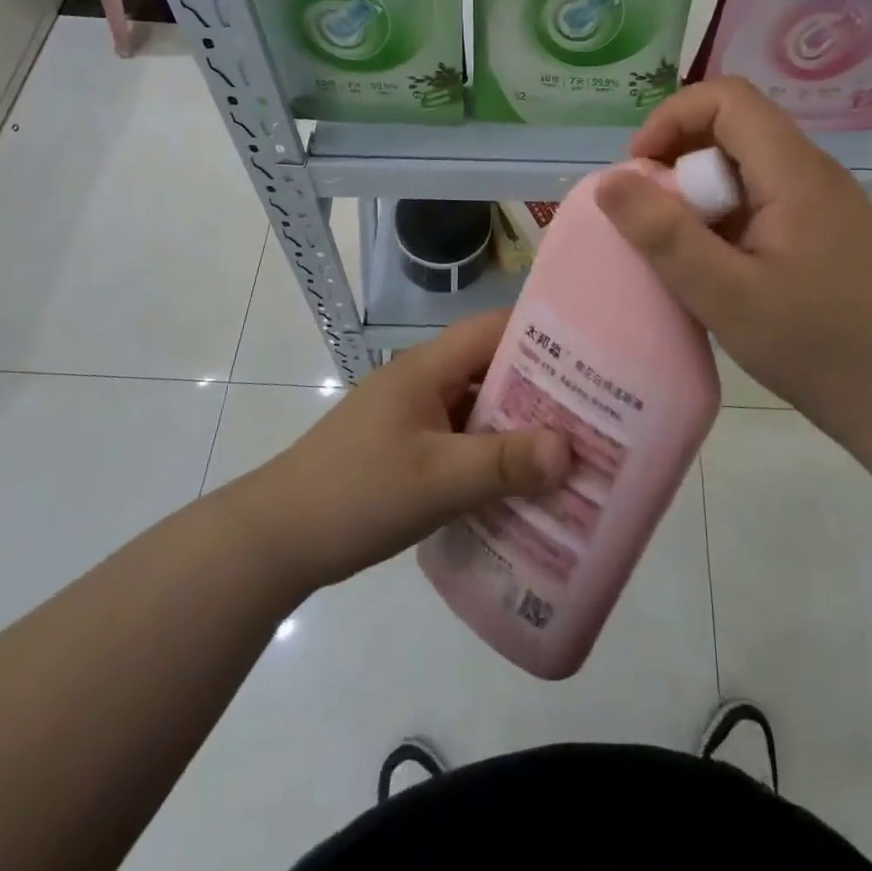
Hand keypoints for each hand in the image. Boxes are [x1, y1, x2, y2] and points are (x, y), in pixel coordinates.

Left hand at [250, 311, 571, 591]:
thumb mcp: (435, 479)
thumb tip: (570, 449)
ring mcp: (415, 417)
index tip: (592, 354)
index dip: (543, 333)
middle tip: (597, 411)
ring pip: (480, 409)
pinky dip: (493, 455)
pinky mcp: (409, 450)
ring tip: (573, 449)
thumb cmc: (355, 493)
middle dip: (542, 389)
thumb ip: (503, 463)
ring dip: (519, 427)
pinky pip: (464, 441)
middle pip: (493, 369)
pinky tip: (524, 484)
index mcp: (428, 367)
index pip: (494, 330)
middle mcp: (425, 382)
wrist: (274, 540)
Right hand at [595, 77, 871, 454]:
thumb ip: (665, 236)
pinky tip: (716, 262)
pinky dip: (724, 212)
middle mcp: (813, 170)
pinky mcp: (823, 226)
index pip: (728, 98)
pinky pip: (762, 194)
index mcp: (794, 172)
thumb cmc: (814, 346)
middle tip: (651, 215)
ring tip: (678, 243)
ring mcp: (822, 198)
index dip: (672, 118)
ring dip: (699, 189)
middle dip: (679, 157)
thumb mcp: (725, 295)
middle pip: (734, 126)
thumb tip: (610, 181)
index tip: (640, 172)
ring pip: (746, 162)